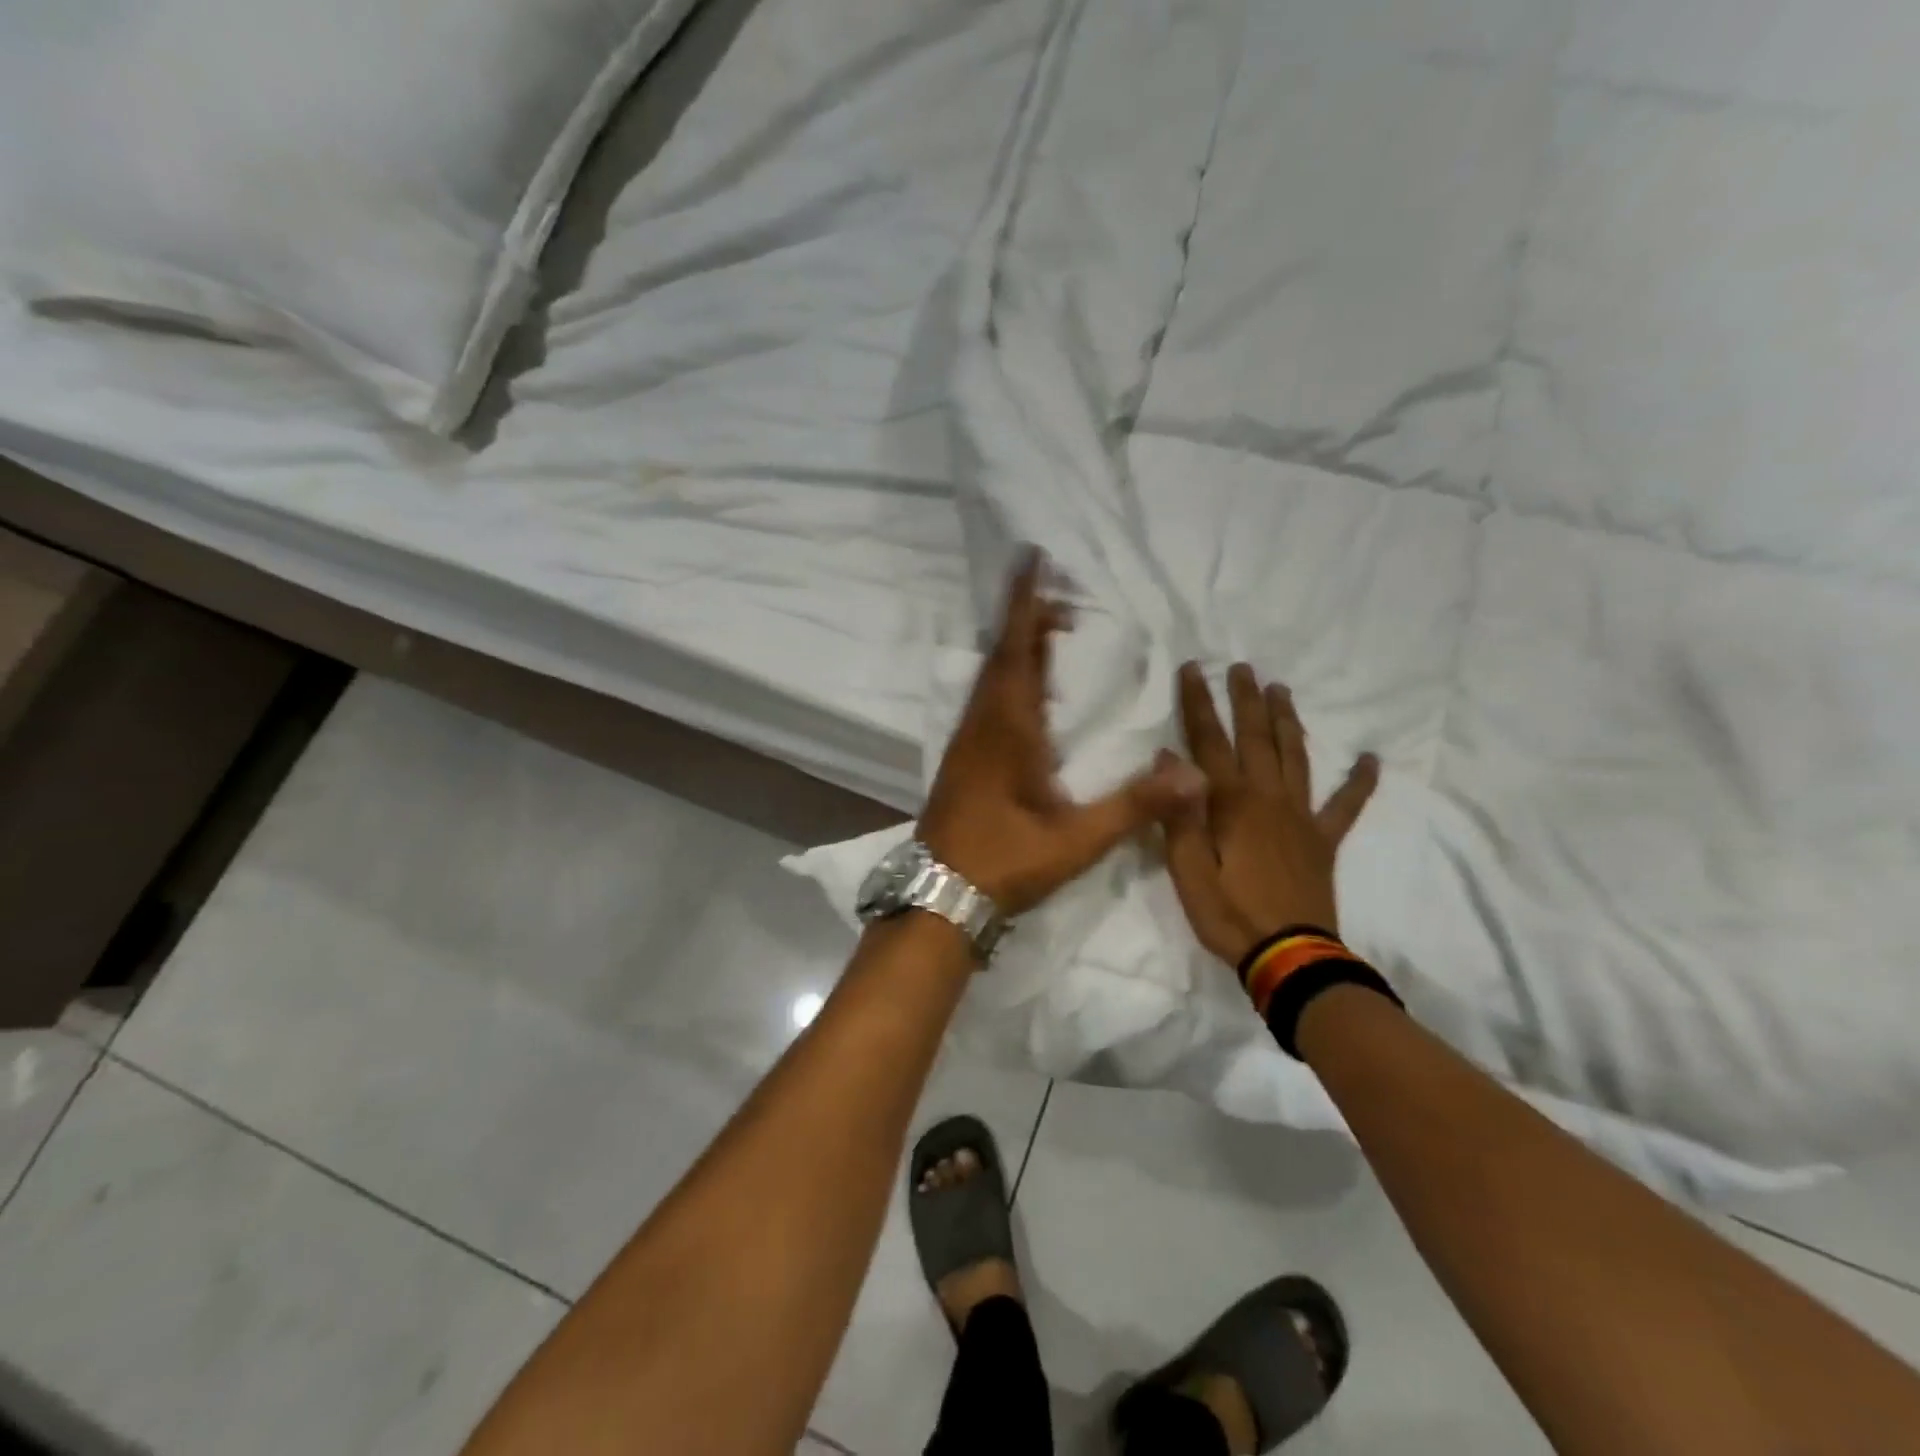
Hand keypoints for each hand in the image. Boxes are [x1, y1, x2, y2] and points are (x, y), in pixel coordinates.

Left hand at [917, 553, 1205, 915]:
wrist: (938, 899)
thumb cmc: (1004, 863)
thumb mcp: (1076, 839)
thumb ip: (1136, 806)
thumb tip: (1198, 775)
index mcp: (1007, 730)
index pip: (1017, 650)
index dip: (1025, 603)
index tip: (1031, 559)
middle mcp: (981, 725)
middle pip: (1003, 656)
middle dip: (1027, 620)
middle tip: (1061, 601)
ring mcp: (965, 743)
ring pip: (990, 679)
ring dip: (1016, 649)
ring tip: (1048, 635)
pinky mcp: (960, 762)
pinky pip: (985, 702)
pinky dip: (1007, 680)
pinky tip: (1025, 697)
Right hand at [1162, 661, 1379, 965]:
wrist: (1288, 958)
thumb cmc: (1228, 914)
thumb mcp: (1187, 869)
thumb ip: (1179, 813)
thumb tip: (1168, 757)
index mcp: (1230, 803)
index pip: (1208, 741)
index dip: (1198, 704)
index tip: (1193, 668)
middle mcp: (1268, 798)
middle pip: (1255, 738)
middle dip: (1245, 700)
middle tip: (1242, 667)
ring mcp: (1300, 817)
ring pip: (1295, 757)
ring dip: (1287, 722)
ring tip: (1282, 691)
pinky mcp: (1322, 841)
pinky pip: (1346, 806)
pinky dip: (1360, 782)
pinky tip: (1371, 758)